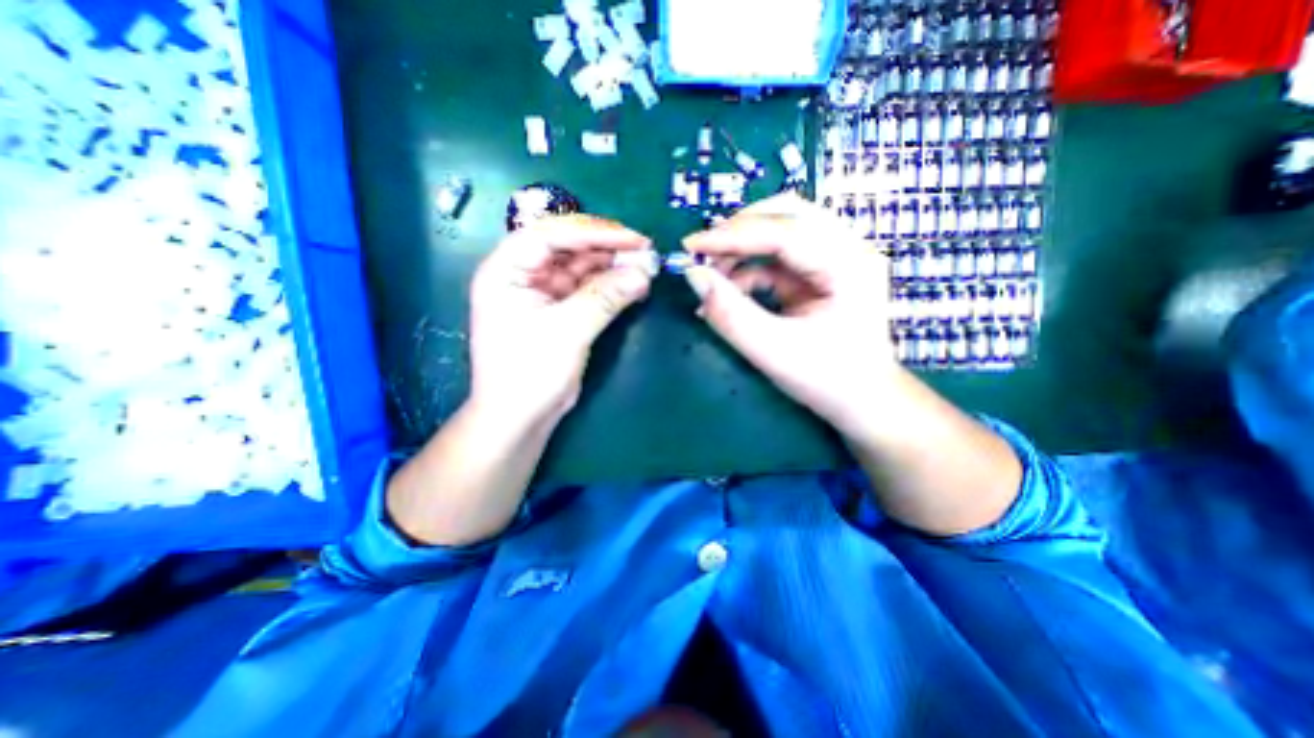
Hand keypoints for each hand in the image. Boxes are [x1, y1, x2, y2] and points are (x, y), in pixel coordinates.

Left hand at [472, 214, 657, 425]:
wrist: (520, 419)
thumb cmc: (530, 374)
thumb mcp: (567, 332)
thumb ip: (604, 298)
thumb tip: (644, 272)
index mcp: (507, 270)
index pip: (552, 235)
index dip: (595, 232)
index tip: (634, 239)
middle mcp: (523, 274)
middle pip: (568, 246)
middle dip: (607, 247)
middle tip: (645, 251)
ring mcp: (543, 292)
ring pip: (581, 266)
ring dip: (612, 266)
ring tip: (645, 267)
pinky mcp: (560, 309)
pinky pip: (588, 288)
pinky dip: (611, 285)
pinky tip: (634, 285)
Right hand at [684, 193, 897, 440]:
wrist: (862, 400)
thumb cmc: (827, 380)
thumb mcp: (773, 351)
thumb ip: (731, 314)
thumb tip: (693, 276)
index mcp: (848, 264)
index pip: (784, 231)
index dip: (732, 235)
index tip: (690, 245)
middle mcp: (847, 249)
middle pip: (787, 214)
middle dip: (739, 231)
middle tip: (703, 255)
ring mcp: (835, 258)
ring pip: (780, 230)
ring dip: (741, 249)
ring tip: (713, 278)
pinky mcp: (820, 272)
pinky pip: (777, 256)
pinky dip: (748, 269)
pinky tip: (730, 292)